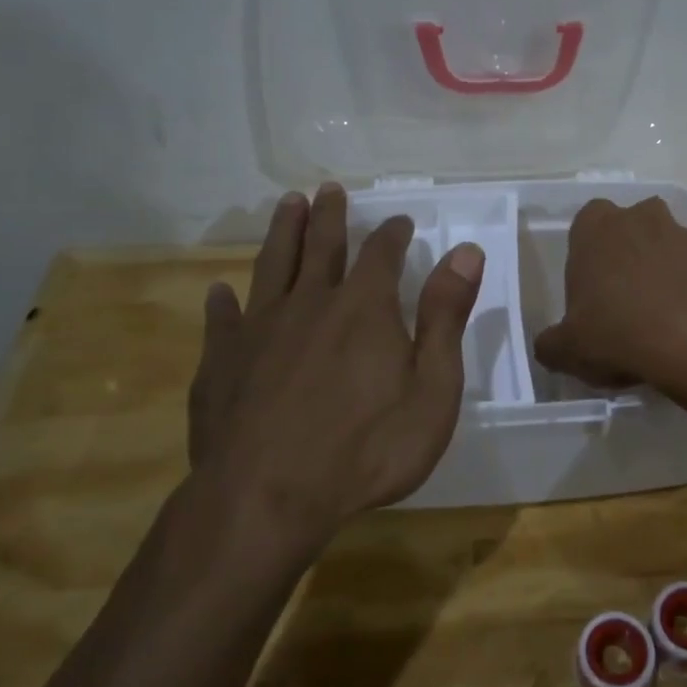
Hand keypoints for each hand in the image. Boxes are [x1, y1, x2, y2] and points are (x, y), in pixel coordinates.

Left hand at [188, 184, 483, 551]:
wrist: (268, 497)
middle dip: (329, 216)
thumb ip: (446, 316)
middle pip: (320, 246)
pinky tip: (220, 292)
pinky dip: (224, 303)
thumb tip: (466, 252)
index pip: (382, 254)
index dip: (393, 234)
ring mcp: (259, 330)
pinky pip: (223, 321)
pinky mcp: (222, 362)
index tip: (400, 221)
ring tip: (286, 205)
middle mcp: (310, 303)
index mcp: (364, 307)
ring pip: (272, 266)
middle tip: (328, 189)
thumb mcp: (432, 388)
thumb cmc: (367, 448)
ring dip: (282, 233)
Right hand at [532, 196, 686, 397]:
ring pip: (662, 247)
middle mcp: (640, 217)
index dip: (585, 257)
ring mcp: (683, 234)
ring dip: (658, 270)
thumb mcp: (567, 349)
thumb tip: (550, 346)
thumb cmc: (619, 333)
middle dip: (623, 257)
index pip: (584, 225)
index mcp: (596, 226)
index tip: (587, 291)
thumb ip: (551, 343)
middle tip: (619, 302)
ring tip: (655, 317)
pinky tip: (684, 324)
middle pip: (626, 231)